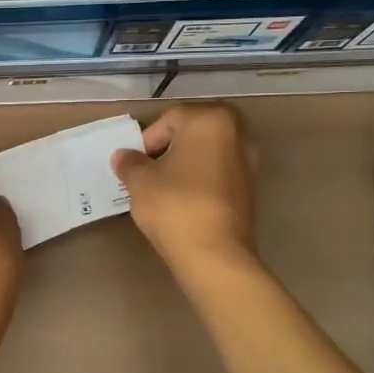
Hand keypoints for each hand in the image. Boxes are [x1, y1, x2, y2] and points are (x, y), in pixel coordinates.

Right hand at [110, 104, 258, 280]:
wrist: (214, 254)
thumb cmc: (174, 205)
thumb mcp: (140, 181)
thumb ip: (130, 163)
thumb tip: (123, 156)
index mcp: (211, 120)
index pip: (170, 118)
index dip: (148, 140)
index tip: (137, 164)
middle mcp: (237, 133)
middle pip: (193, 132)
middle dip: (169, 147)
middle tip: (149, 169)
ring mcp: (249, 162)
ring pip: (207, 152)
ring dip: (185, 163)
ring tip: (164, 186)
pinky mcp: (250, 188)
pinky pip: (218, 172)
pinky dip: (200, 179)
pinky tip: (183, 199)